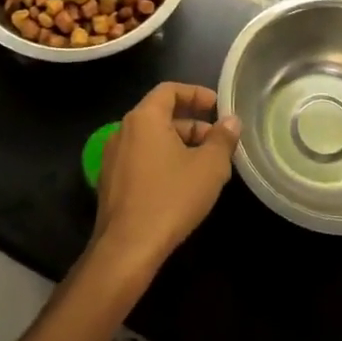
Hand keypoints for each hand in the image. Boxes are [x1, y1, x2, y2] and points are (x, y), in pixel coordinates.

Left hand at [90, 82, 239, 274]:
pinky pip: (141, 160)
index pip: (170, 90)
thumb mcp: (209, 166)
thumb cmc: (171, 198)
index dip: (196, 93)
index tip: (217, 106)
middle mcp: (123, 131)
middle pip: (161, 115)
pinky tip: (181, 185)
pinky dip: (162, 161)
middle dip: (192, 124)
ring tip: (205, 165)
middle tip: (218, 141)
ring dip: (179, 145)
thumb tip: (231, 121)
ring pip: (151, 140)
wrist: (126, 250)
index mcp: (144, 118)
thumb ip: (222, 138)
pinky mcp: (110, 184)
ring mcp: (113, 159)